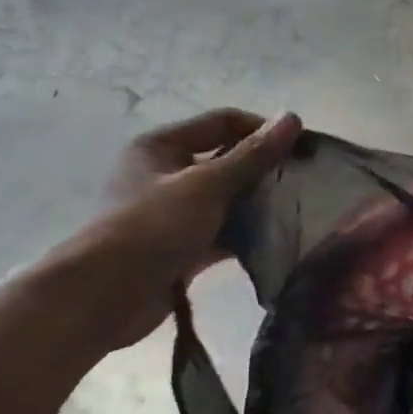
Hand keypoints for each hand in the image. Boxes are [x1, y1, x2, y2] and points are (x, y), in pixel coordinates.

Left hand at [47, 108, 301, 351]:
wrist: (106, 295)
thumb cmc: (153, 226)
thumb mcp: (207, 185)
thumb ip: (253, 155)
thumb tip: (293, 118)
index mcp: (162, 147)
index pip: (223, 123)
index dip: (263, 131)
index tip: (303, 150)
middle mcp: (166, 174)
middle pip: (226, 162)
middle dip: (265, 171)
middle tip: (306, 184)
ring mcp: (174, 213)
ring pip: (227, 200)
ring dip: (259, 206)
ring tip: (299, 213)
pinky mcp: (182, 247)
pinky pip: (223, 233)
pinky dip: (247, 236)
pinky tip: (278, 242)